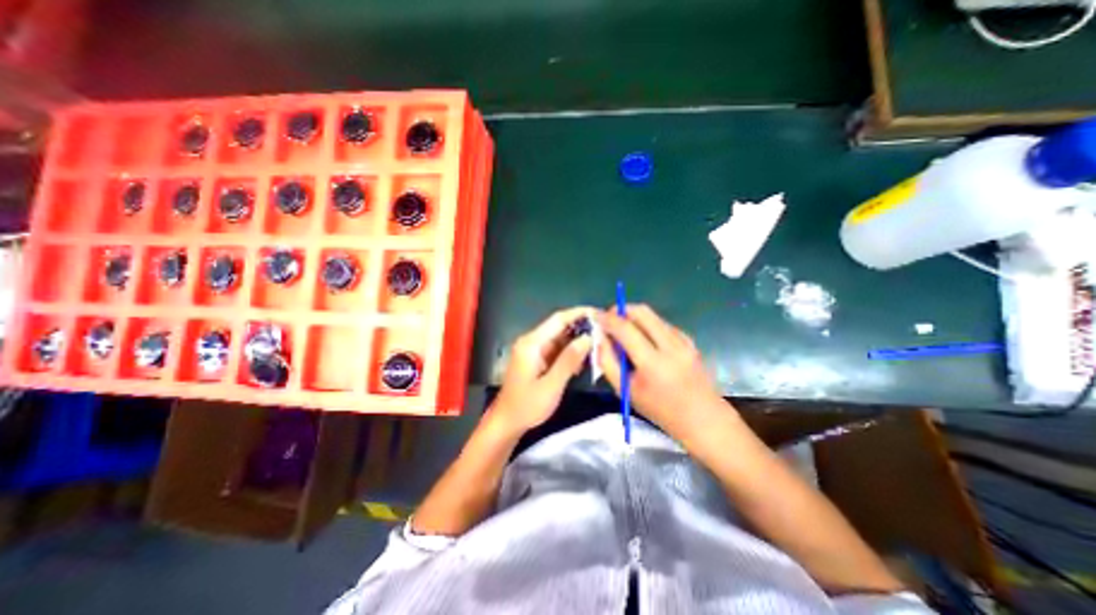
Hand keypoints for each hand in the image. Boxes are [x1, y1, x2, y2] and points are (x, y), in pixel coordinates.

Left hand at [492, 304, 594, 431]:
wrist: (506, 422)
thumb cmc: (527, 406)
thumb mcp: (551, 385)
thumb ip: (569, 360)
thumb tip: (588, 338)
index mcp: (532, 343)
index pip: (558, 319)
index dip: (579, 313)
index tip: (599, 314)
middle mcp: (531, 341)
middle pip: (559, 327)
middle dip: (581, 329)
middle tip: (603, 334)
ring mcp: (533, 350)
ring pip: (559, 338)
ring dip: (577, 342)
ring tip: (597, 348)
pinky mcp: (536, 359)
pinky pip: (556, 349)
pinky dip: (569, 353)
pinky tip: (581, 363)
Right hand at [599, 305, 726, 438]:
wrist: (703, 419)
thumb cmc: (660, 410)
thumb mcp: (625, 390)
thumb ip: (607, 361)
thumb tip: (600, 337)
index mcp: (653, 363)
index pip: (625, 328)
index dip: (607, 318)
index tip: (596, 316)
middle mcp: (670, 346)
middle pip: (641, 311)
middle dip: (621, 310)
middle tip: (610, 320)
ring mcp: (683, 340)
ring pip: (652, 315)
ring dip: (634, 318)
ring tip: (625, 333)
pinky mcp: (689, 340)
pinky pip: (662, 323)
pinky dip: (648, 325)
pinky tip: (645, 341)